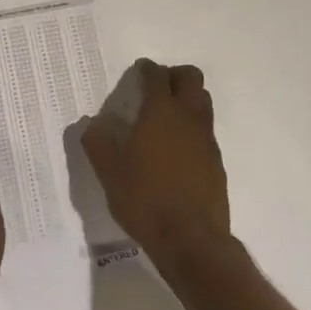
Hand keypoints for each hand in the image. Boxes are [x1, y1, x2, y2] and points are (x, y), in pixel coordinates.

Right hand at [81, 60, 232, 272]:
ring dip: (188, 98)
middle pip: (190, 78)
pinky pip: (206, 130)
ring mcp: (206, 139)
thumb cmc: (144, 199)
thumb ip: (97, 142)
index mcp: (160, 112)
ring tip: (167, 115)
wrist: (190, 240)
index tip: (138, 72)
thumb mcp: (108, 172)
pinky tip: (177, 149)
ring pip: (203, 101)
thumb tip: (93, 124)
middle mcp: (188, 117)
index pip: (157, 75)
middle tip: (155, 88)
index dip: (146, 69)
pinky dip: (193, 127)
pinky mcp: (216, 161)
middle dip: (174, 75)